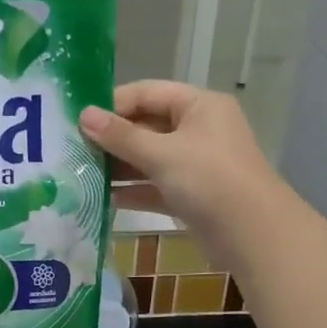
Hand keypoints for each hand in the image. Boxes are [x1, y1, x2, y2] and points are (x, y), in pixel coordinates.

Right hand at [80, 81, 283, 263]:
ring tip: (81, 173)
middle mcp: (199, 129)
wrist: (254, 235)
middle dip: (113, 138)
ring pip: (150, 158)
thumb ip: (121, 136)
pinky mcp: (192, 195)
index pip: (147, 93)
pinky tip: (103, 198)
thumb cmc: (209, 180)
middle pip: (147, 125)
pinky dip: (134, 190)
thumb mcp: (162, 154)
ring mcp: (196, 164)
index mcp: (199, 106)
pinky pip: (156, 186)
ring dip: (119, 166)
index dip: (113, 104)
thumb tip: (84, 116)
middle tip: (73, 148)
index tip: (78, 119)